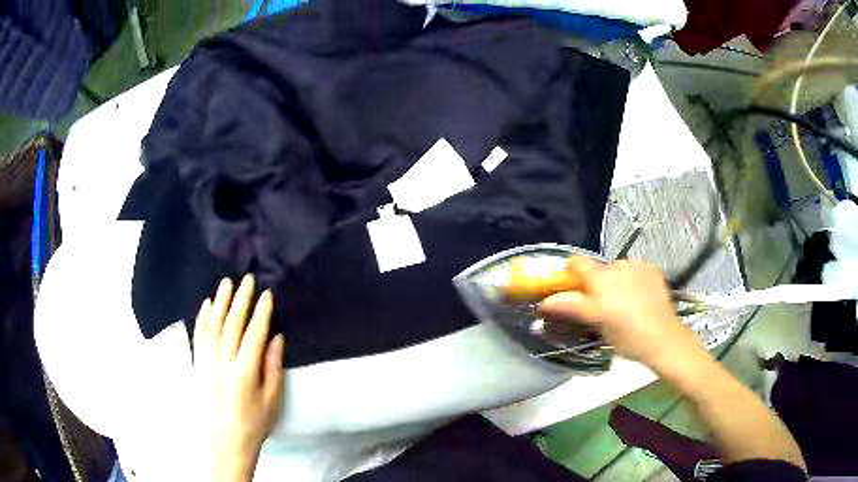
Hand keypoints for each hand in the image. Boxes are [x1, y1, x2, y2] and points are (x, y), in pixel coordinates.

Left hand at [193, 275, 284, 480]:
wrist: (225, 442)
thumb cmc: (253, 424)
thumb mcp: (272, 401)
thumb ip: (273, 368)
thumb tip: (276, 338)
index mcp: (244, 373)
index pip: (254, 335)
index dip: (261, 313)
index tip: (266, 294)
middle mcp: (223, 364)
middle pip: (232, 325)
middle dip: (241, 300)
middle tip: (247, 279)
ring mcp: (206, 363)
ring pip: (212, 326)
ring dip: (220, 302)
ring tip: (226, 283)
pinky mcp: (197, 365)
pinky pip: (198, 337)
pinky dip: (202, 319)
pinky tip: (206, 305)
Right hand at [538, 257, 704, 371]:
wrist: (663, 337)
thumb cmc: (626, 337)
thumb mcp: (596, 324)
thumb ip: (571, 307)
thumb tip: (544, 302)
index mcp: (600, 281)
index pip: (577, 263)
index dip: (571, 271)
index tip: (572, 287)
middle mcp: (617, 267)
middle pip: (598, 269)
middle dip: (596, 283)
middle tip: (602, 305)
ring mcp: (636, 266)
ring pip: (617, 270)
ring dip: (615, 281)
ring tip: (625, 303)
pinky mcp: (651, 268)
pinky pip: (634, 270)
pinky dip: (632, 280)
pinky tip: (640, 298)